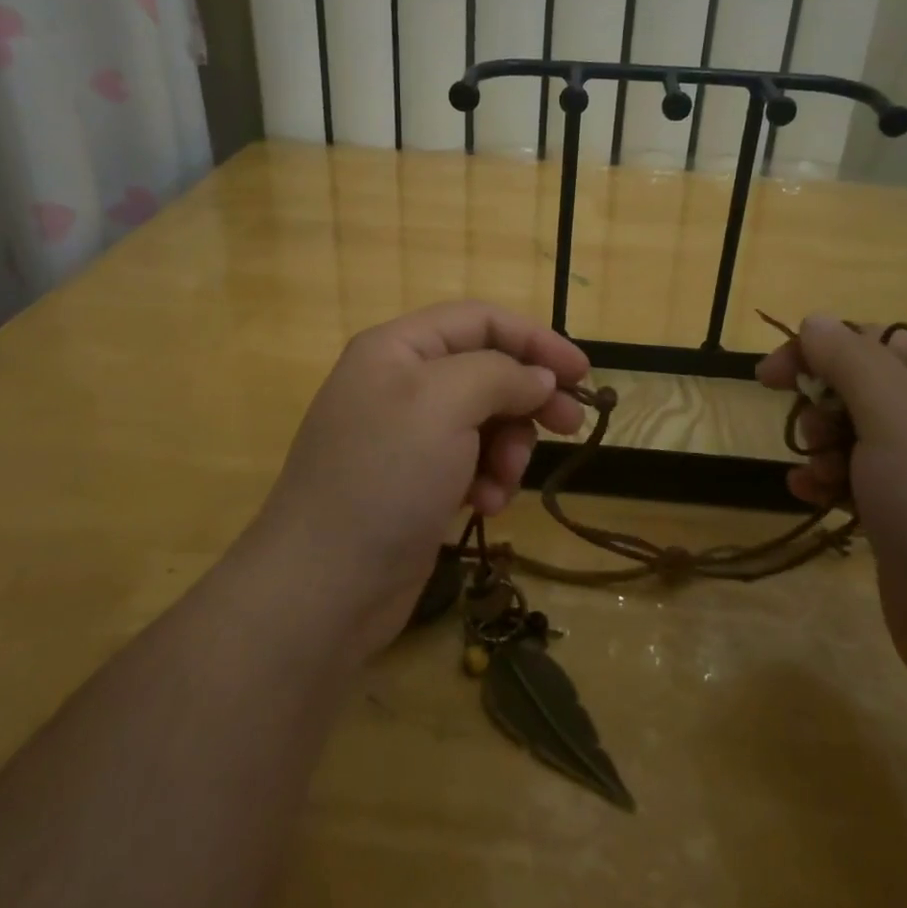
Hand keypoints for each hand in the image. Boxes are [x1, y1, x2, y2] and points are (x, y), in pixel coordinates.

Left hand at [254, 302, 590, 657]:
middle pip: (486, 370)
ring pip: (484, 420)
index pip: (480, 320)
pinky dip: (486, 479)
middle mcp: (400, 383)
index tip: (582, 373)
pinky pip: (470, 462)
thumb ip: (501, 375)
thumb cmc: (386, 477)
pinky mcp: (415, 482)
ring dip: (507, 448)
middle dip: (527, 399)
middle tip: (569, 426)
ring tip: (502, 483)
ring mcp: (406, 436)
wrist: (324, 587)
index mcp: (398, 348)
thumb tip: (538, 378)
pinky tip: (484, 507)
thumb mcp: (446, 404)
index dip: (535, 340)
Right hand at [757, 315, 906, 709]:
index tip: (770, 376)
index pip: (875, 342)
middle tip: (809, 434)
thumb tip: (816, 320)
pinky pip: (858, 482)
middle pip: (862, 389)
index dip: (819, 349)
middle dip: (822, 405)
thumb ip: (851, 360)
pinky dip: (829, 481)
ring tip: (813, 474)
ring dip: (820, 447)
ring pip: (856, 437)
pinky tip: (808, 495)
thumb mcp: (896, 414)